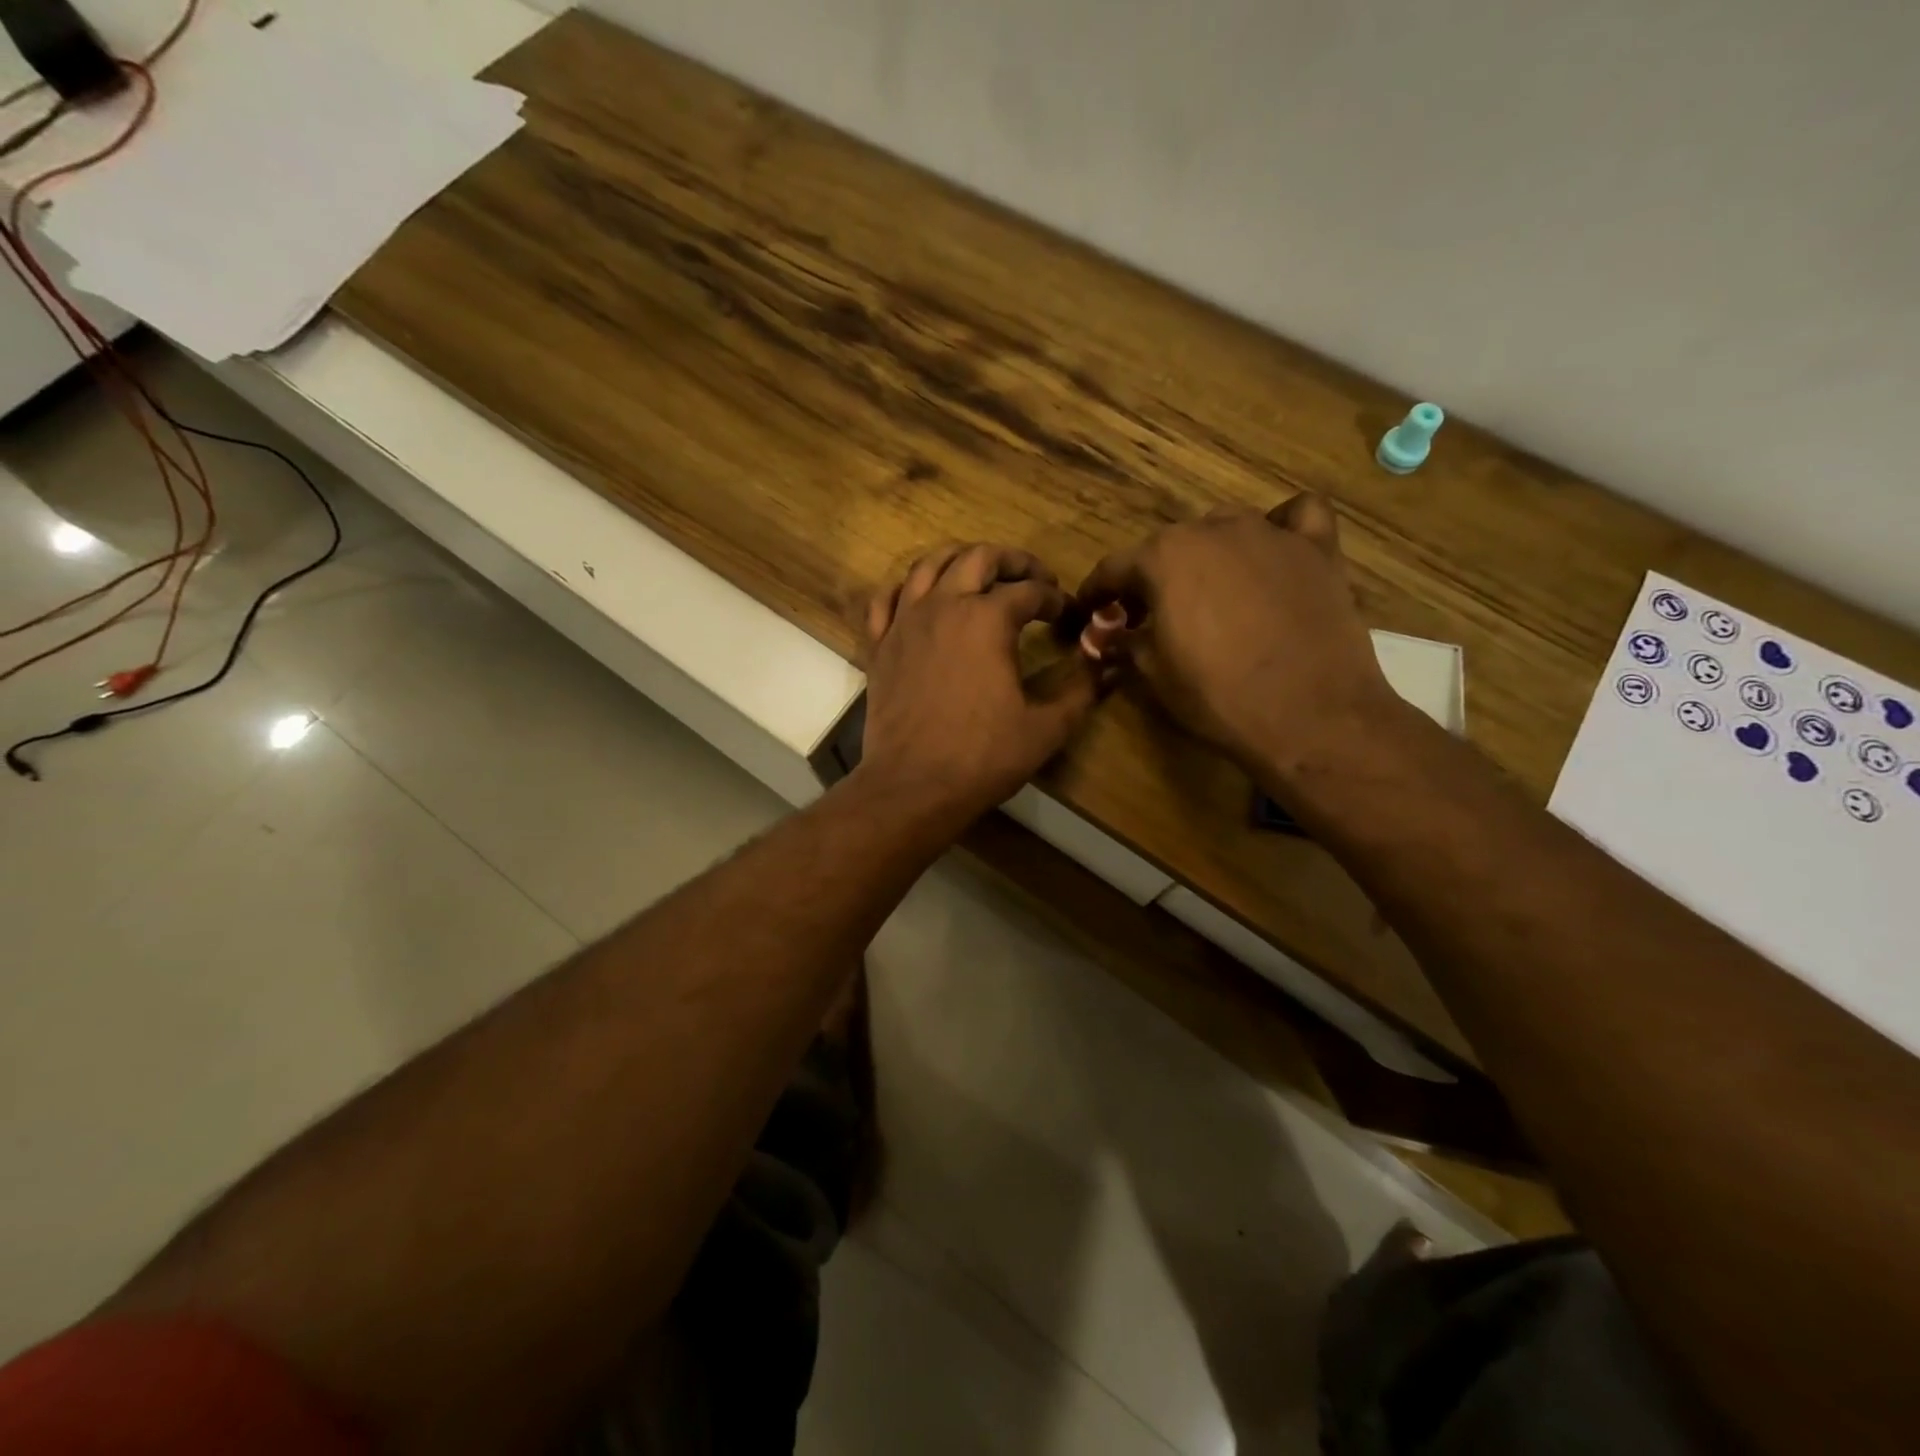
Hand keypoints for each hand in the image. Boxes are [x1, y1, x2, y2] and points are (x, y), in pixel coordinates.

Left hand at [856, 543, 1099, 825]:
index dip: (1054, 598)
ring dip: (960, 560)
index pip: (1030, 590)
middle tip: (1032, 578)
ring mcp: (904, 623)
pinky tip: (920, 600)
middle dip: (1012, 561)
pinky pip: (885, 600)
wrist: (913, 786)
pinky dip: (906, 590)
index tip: (1066, 614)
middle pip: (978, 558)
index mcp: (987, 619)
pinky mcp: (879, 646)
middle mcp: (943, 605)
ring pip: (928, 565)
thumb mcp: (1047, 727)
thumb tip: (1110, 663)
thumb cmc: (983, 757)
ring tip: (980, 575)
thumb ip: (1082, 689)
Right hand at [1075, 495, 1394, 777]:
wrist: (1310, 715)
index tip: (1090, 610)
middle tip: (1149, 616)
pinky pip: (1296, 517)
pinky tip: (1276, 552)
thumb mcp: (1154, 675)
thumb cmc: (1218, 696)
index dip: (1097, 592)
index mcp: (1164, 558)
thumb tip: (1104, 637)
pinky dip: (1281, 527)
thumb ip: (1123, 644)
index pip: (1115, 568)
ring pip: (1225, 527)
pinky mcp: (1317, 549)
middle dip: (1152, 578)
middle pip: (1169, 546)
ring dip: (1208, 553)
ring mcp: (1270, 533)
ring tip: (1210, 591)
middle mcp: (1213, 530)